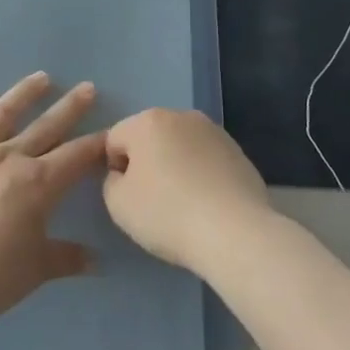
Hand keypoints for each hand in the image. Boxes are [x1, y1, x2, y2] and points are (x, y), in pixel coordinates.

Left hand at [0, 72, 104, 326]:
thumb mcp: (36, 270)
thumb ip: (67, 258)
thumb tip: (96, 262)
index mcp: (38, 183)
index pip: (76, 156)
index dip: (96, 143)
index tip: (111, 131)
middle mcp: (8, 158)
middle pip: (46, 126)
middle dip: (70, 107)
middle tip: (87, 87)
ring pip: (3, 115)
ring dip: (24, 94)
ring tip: (41, 78)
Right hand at [103, 108, 277, 273]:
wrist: (235, 233)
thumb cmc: (167, 214)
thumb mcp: (118, 204)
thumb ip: (111, 181)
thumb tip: (124, 175)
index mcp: (147, 121)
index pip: (114, 139)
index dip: (114, 169)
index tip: (127, 196)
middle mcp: (181, 116)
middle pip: (149, 138)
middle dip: (146, 163)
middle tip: (152, 200)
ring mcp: (214, 131)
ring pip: (180, 147)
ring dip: (175, 166)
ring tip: (183, 203)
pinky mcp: (239, 152)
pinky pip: (206, 160)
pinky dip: (200, 175)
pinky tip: (206, 204)